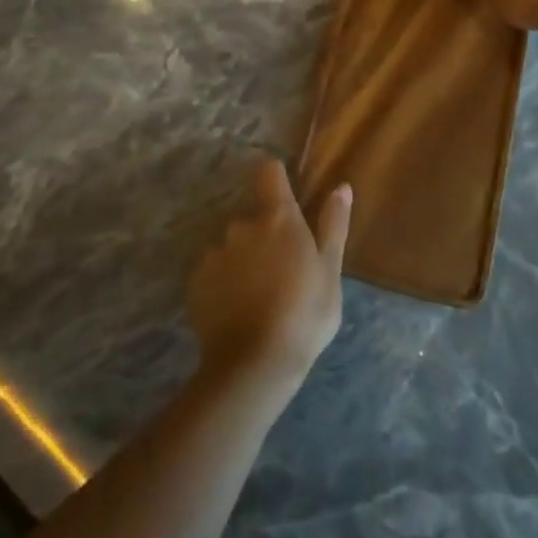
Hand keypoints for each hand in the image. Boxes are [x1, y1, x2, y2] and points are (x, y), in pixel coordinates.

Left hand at [185, 159, 350, 398]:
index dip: (277, 179)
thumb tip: (341, 186)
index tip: (286, 196)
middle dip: (265, 236)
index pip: (270, 173)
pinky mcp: (196, 280)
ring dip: (244, 260)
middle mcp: (242, 225)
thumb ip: (333, 224)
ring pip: (233, 246)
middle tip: (282, 273)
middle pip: (254, 217)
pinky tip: (238, 310)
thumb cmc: (304, 314)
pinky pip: (214, 271)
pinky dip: (224, 283)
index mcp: (278, 218)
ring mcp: (215, 252)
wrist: (254, 364)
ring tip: (259, 297)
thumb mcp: (330, 271)